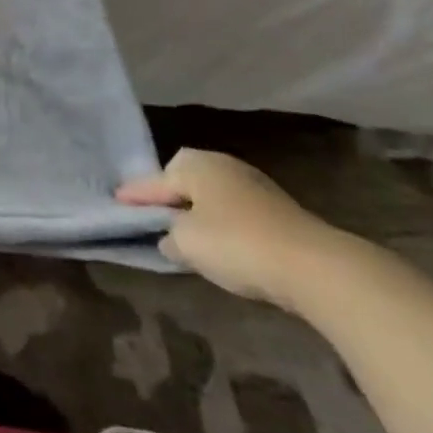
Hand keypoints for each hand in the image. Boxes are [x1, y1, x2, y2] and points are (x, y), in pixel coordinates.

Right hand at [117, 149, 353, 310]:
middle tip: (155, 215)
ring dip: (199, 211)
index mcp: (196, 165)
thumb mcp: (188, 244)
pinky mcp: (279, 211)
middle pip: (186, 178)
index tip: (116, 201)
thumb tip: (171, 238)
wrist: (316, 268)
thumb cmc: (237, 245)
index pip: (155, 180)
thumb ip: (171, 237)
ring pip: (213, 195)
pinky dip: (223, 223)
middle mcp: (224, 166)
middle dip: (170, 194)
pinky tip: (223, 245)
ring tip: (188, 234)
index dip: (135, 195)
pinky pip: (236, 212)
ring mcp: (255, 186)